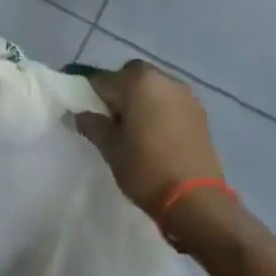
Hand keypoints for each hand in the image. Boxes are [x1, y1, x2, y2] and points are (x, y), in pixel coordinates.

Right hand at [74, 59, 223, 219]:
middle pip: (131, 76)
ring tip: (134, 129)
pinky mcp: (199, 112)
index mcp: (138, 83)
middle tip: (111, 120)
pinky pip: (170, 101)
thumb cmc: (146, 170)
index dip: (88, 95)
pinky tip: (156, 134)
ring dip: (140, 99)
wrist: (196, 199)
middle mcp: (163, 80)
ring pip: (153, 87)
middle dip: (118, 92)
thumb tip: (76, 115)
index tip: (83, 112)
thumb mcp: (111, 149)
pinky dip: (159, 109)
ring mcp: (185, 95)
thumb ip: (92, 125)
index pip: (101, 80)